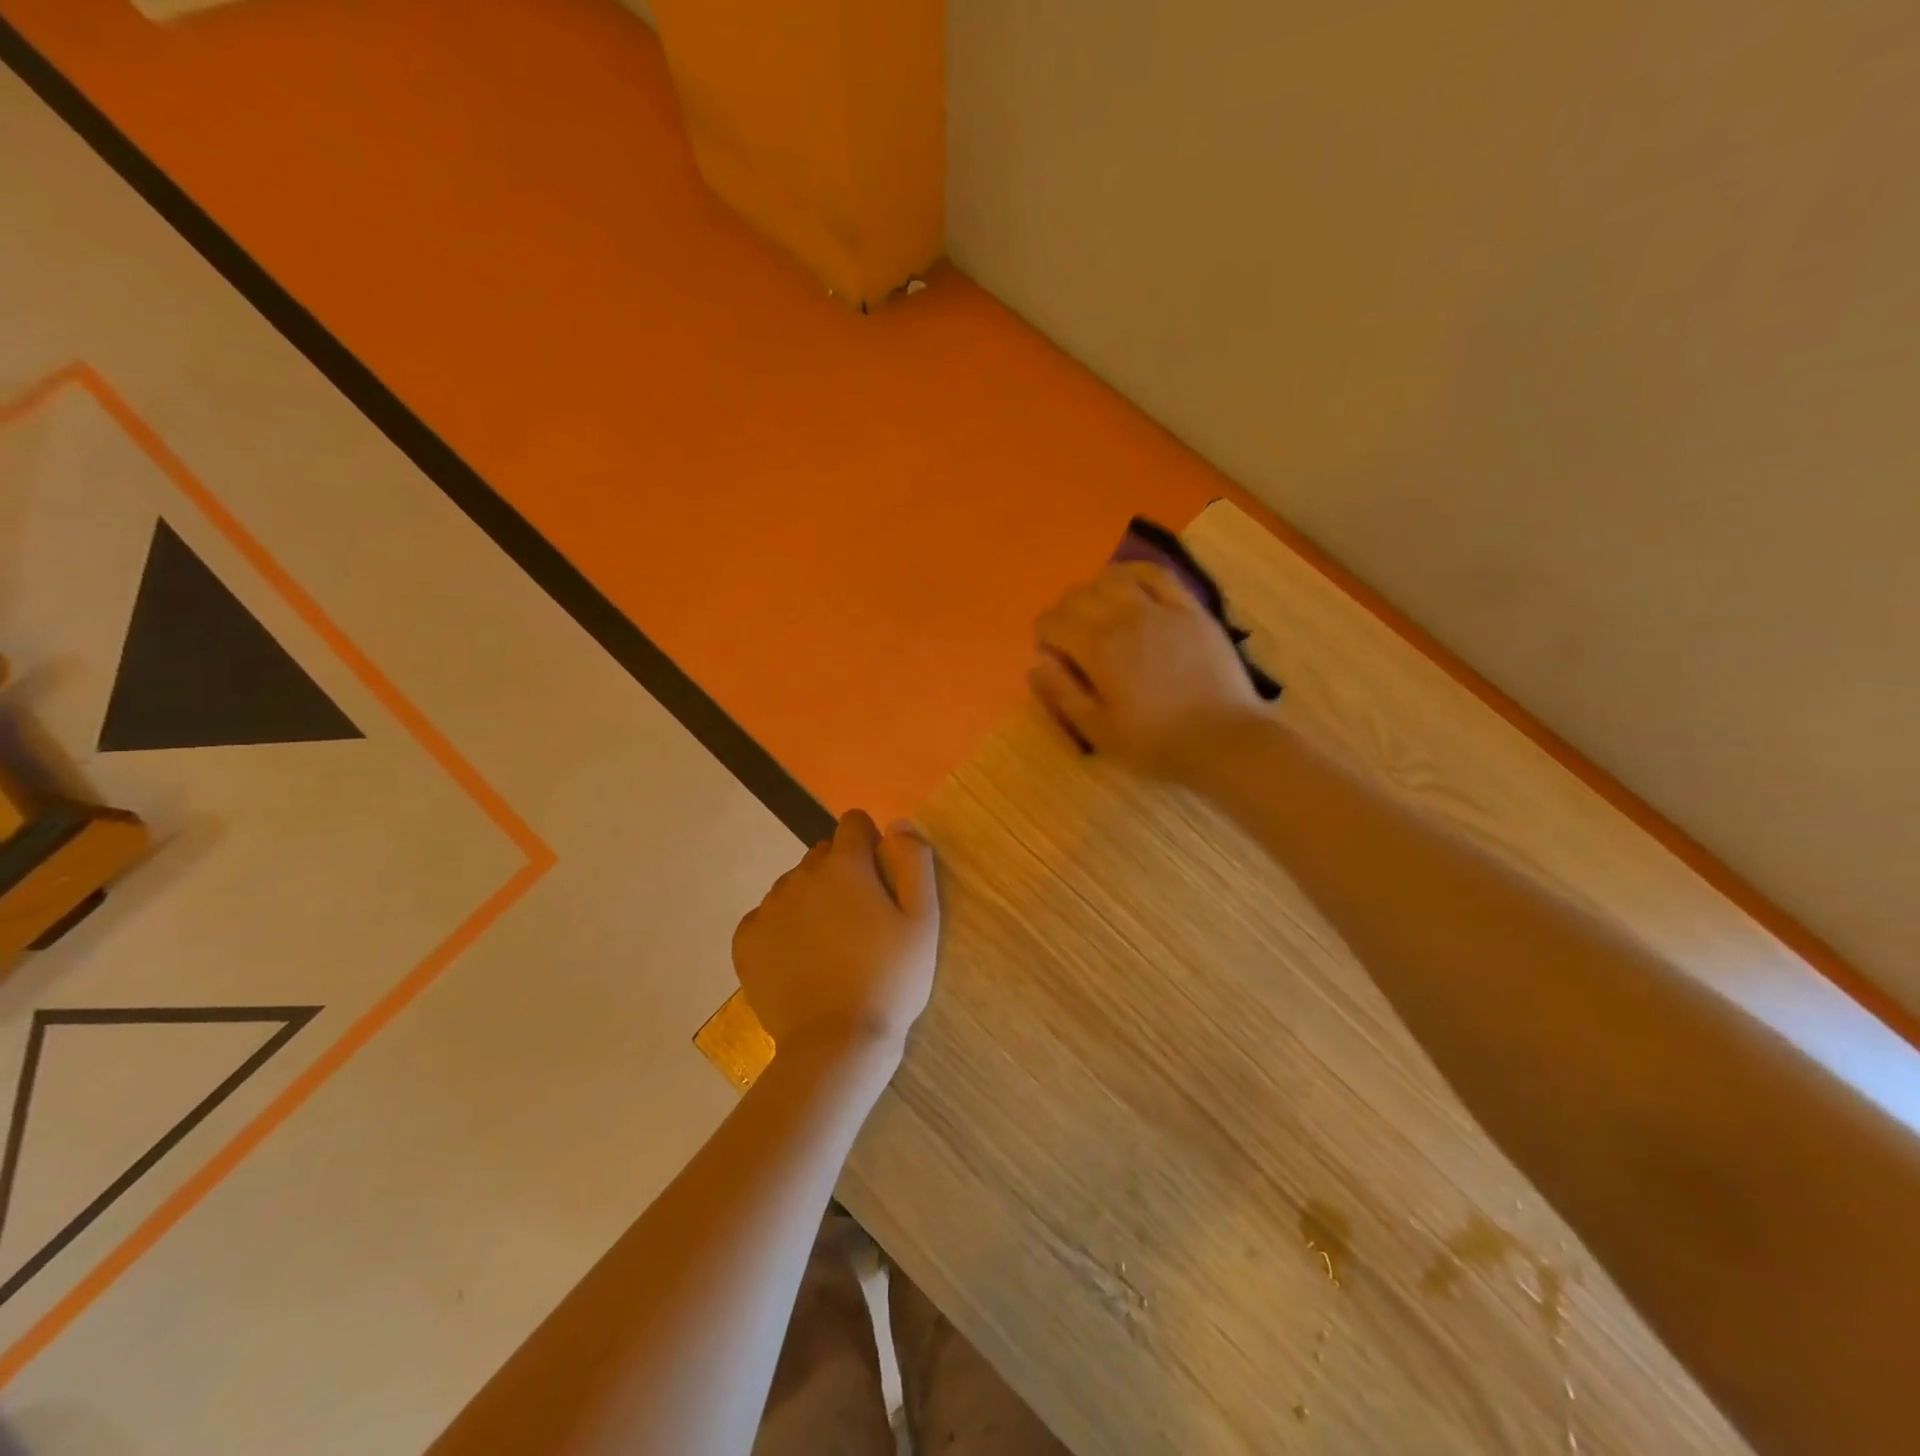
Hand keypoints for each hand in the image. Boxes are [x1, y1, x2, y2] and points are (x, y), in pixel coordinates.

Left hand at [731, 811, 939, 1063]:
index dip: (870, 844)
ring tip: (829, 946)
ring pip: (794, 885)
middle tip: (860, 921)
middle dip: (842, 873)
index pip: (854, 823)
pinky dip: (782, 929)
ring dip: (811, 900)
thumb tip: (897, 822)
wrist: (836, 1044)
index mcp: (845, 865)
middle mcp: (801, 876)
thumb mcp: (923, 920)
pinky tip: (799, 961)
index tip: (880, 880)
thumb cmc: (890, 980)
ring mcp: (768, 908)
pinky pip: (766, 917)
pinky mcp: (745, 941)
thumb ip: (914, 862)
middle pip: (823, 854)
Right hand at [1031, 562, 1264, 784]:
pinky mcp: (1190, 609)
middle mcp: (1125, 617)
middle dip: (1064, 612)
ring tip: (1097, 611)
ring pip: (1114, 578)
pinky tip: (1130, 586)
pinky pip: (1157, 575)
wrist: (1224, 740)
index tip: (1050, 653)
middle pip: (1079, 595)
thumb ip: (1062, 693)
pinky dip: (1135, 574)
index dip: (1044, 635)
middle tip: (1069, 637)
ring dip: (1095, 590)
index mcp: (1097, 648)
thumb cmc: (1155, 742)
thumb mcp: (1097, 730)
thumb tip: (1036, 664)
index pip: (1053, 621)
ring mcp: (1161, 608)